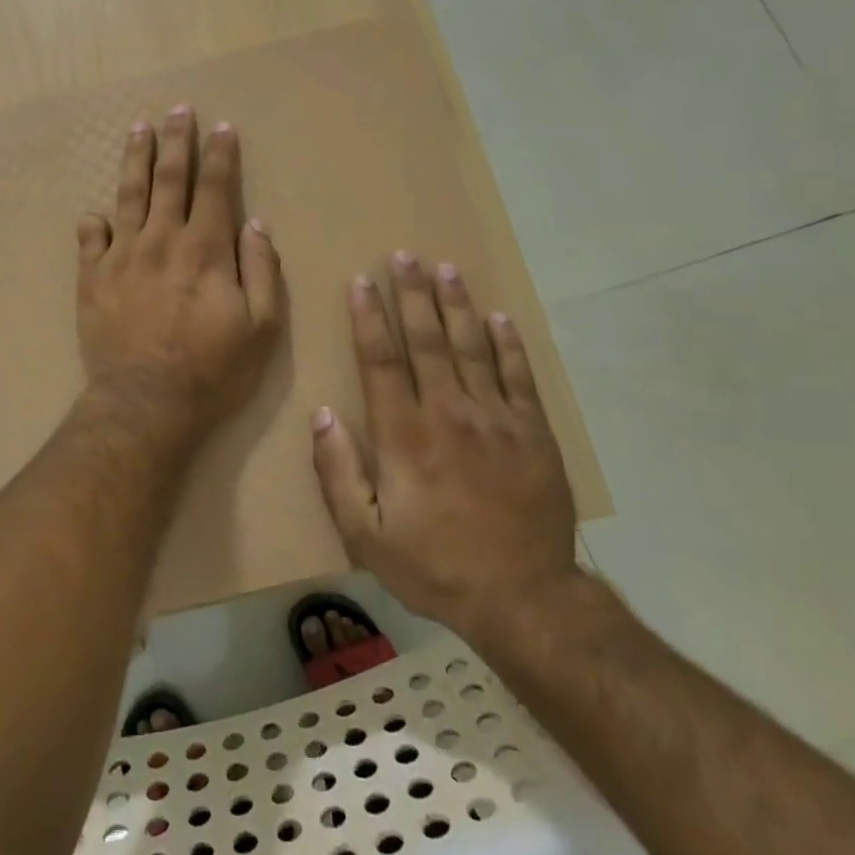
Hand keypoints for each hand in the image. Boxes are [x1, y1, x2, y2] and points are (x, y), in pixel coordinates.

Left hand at [76, 105, 282, 440]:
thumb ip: (262, 271)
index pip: (215, 188)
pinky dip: (94, 223)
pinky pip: (90, 239)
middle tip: (178, 110)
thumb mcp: (261, 327)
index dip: (220, 155)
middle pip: (169, 178)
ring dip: (135, 159)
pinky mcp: (92, 278)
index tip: (223, 128)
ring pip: (128, 195)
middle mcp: (162, 240)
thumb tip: (255, 224)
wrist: (146, 403)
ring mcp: (122, 256)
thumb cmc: (212, 370)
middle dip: (176, 141)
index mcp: (205, 249)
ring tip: (137, 130)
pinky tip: (96, 213)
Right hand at [311, 253, 579, 658]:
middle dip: (412, 295)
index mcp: (405, 436)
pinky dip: (508, 344)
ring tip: (446, 269)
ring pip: (472, 348)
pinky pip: (518, 377)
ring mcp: (496, 420)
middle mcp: (449, 414)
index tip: (361, 282)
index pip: (381, 361)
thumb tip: (321, 415)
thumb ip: (338, 473)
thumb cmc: (435, 566)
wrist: (525, 599)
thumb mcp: (366, 536)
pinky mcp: (533, 433)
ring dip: (456, 306)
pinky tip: (498, 317)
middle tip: (405, 255)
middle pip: (428, 341)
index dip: (368, 318)